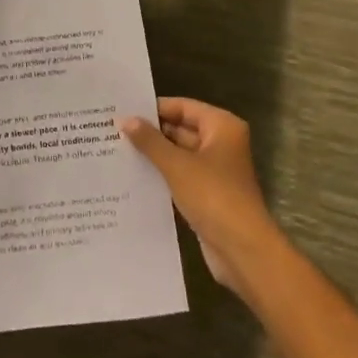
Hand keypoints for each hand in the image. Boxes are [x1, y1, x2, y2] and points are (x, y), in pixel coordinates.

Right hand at [119, 99, 280, 300]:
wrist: (243, 251)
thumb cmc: (214, 197)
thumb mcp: (177, 165)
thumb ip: (150, 141)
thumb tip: (126, 119)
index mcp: (221, 126)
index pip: (182, 106)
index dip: (153, 109)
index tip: (123, 110)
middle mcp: (221, 143)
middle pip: (181, 129)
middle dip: (151, 132)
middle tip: (114, 130)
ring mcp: (215, 170)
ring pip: (179, 154)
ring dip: (154, 154)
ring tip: (117, 150)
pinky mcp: (208, 194)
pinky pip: (180, 176)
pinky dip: (161, 174)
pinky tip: (133, 175)